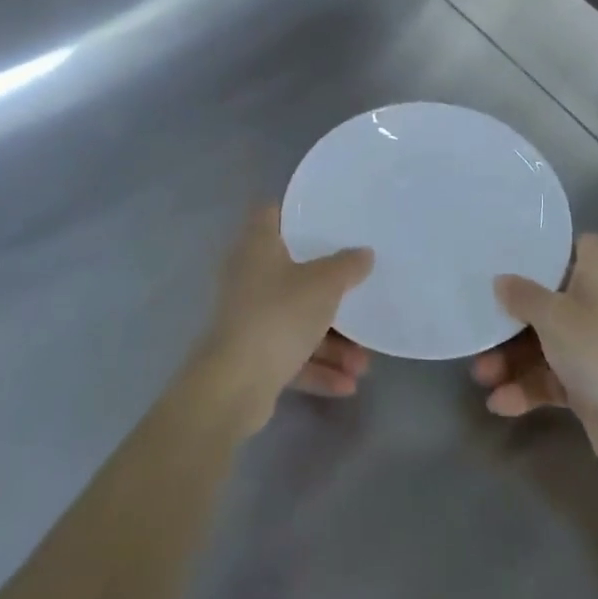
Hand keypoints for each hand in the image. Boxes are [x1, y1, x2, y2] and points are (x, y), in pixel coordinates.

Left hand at [196, 208, 373, 434]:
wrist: (233, 386)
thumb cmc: (279, 314)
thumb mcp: (324, 284)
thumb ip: (347, 266)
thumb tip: (364, 253)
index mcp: (257, 247)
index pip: (270, 214)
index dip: (296, 212)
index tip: (326, 217)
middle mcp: (249, 277)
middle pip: (293, 273)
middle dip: (329, 291)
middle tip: (359, 291)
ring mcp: (248, 318)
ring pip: (295, 320)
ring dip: (330, 342)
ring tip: (363, 363)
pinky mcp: (250, 356)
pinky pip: (290, 355)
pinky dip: (316, 367)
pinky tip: (347, 385)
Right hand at [471, 233, 597, 486]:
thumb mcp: (554, 315)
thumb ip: (523, 295)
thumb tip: (500, 280)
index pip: (576, 246)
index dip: (547, 248)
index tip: (511, 252)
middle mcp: (597, 305)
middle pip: (548, 299)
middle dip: (511, 316)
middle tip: (478, 323)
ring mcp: (594, 348)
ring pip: (545, 343)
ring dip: (512, 358)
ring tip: (480, 376)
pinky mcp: (589, 387)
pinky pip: (550, 380)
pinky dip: (527, 389)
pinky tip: (499, 403)